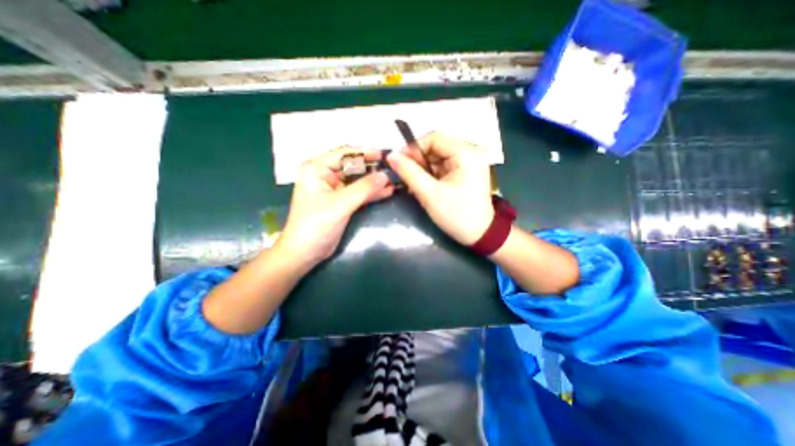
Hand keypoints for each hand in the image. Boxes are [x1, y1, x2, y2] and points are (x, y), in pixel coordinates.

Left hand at [277, 149, 393, 270]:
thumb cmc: (316, 225)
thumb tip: (386, 175)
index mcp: (317, 168)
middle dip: (372, 170)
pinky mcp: (341, 202)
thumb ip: (364, 188)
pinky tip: (387, 192)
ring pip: (358, 181)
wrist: (306, 253)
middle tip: (393, 170)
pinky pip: (359, 193)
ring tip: (394, 181)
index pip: (344, 154)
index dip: (365, 154)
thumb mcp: (340, 204)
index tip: (384, 156)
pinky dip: (372, 193)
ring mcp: (334, 190)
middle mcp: (325, 175)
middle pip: (353, 167)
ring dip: (374, 182)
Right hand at [387, 132, 495, 244]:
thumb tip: (391, 156)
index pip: (434, 138)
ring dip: (421, 169)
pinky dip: (429, 176)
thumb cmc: (456, 215)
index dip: (413, 147)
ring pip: (437, 159)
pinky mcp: (464, 174)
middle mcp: (469, 153)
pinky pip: (442, 168)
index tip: (397, 161)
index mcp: (466, 154)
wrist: (480, 236)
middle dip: (417, 160)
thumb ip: (409, 172)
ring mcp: (467, 164)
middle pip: (436, 148)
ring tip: (409, 183)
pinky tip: (420, 186)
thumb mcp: (430, 194)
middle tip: (401, 174)